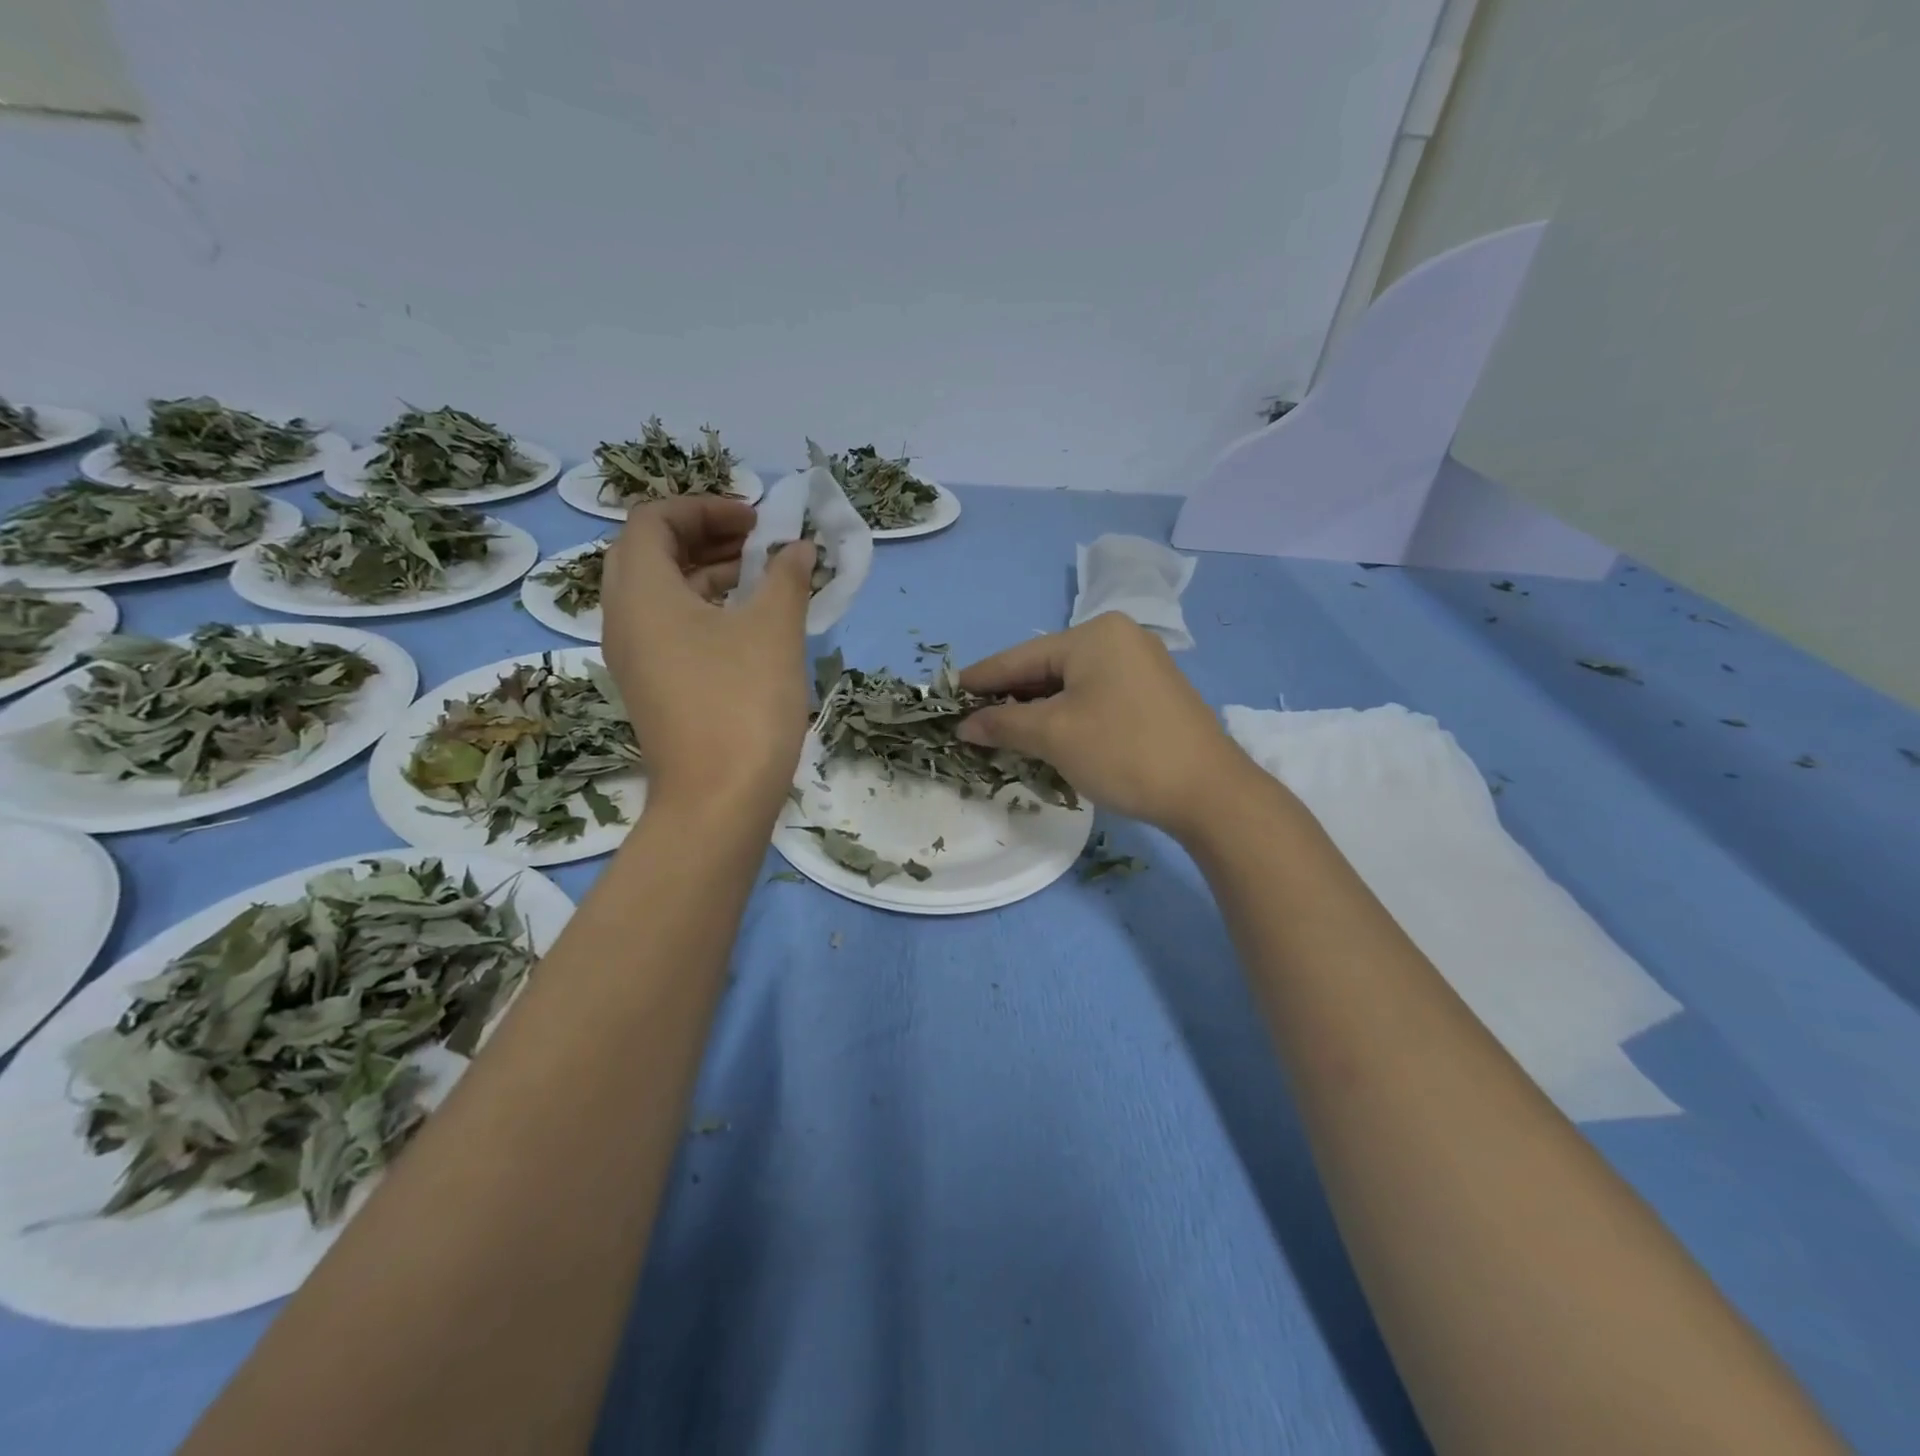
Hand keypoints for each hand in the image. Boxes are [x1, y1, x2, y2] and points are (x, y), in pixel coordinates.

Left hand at [599, 497, 816, 819]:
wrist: (718, 801)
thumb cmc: (743, 703)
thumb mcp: (773, 629)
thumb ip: (787, 576)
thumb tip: (800, 549)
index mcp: (641, 592)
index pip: (653, 519)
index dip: (705, 506)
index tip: (757, 520)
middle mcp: (623, 618)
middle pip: (651, 553)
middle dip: (705, 536)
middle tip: (757, 542)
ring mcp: (634, 657)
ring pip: (660, 592)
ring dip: (707, 572)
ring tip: (762, 577)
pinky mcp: (652, 687)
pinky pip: (668, 627)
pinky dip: (703, 609)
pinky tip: (749, 622)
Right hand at [958, 613, 1257, 836]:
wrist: (1210, 792)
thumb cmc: (1124, 752)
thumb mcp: (1054, 736)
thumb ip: (1003, 724)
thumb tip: (965, 725)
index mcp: (1094, 635)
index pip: (1019, 657)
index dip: (979, 679)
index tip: (944, 694)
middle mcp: (1119, 638)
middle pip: (1045, 667)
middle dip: (1008, 698)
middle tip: (970, 722)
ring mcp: (1140, 665)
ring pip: (1070, 684)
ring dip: (1035, 710)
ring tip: (1001, 733)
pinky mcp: (1152, 693)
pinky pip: (1093, 696)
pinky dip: (1065, 715)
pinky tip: (1047, 735)